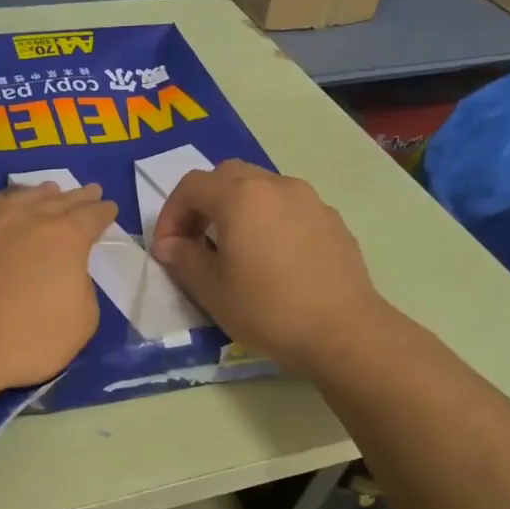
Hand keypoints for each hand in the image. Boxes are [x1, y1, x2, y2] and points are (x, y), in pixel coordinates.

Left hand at [0, 182, 118, 398]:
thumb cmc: (26, 339)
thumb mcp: (80, 322)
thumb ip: (83, 289)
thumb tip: (69, 274)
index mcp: (65, 237)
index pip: (92, 216)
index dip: (104, 212)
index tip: (110, 207)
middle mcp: (29, 218)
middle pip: (61, 200)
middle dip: (79, 196)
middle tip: (91, 191)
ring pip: (24, 197)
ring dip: (43, 193)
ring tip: (51, 190)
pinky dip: (9, 202)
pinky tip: (7, 207)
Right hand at [151, 160, 391, 377]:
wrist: (343, 332)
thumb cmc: (267, 309)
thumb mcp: (211, 289)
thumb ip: (183, 258)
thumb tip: (170, 245)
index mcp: (240, 196)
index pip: (191, 186)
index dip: (170, 214)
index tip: (166, 249)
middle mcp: (276, 185)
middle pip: (227, 176)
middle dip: (203, 203)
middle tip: (196, 240)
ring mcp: (309, 200)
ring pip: (261, 188)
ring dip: (238, 208)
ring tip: (234, 248)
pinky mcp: (332, 221)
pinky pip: (289, 208)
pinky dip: (269, 220)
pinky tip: (272, 259)